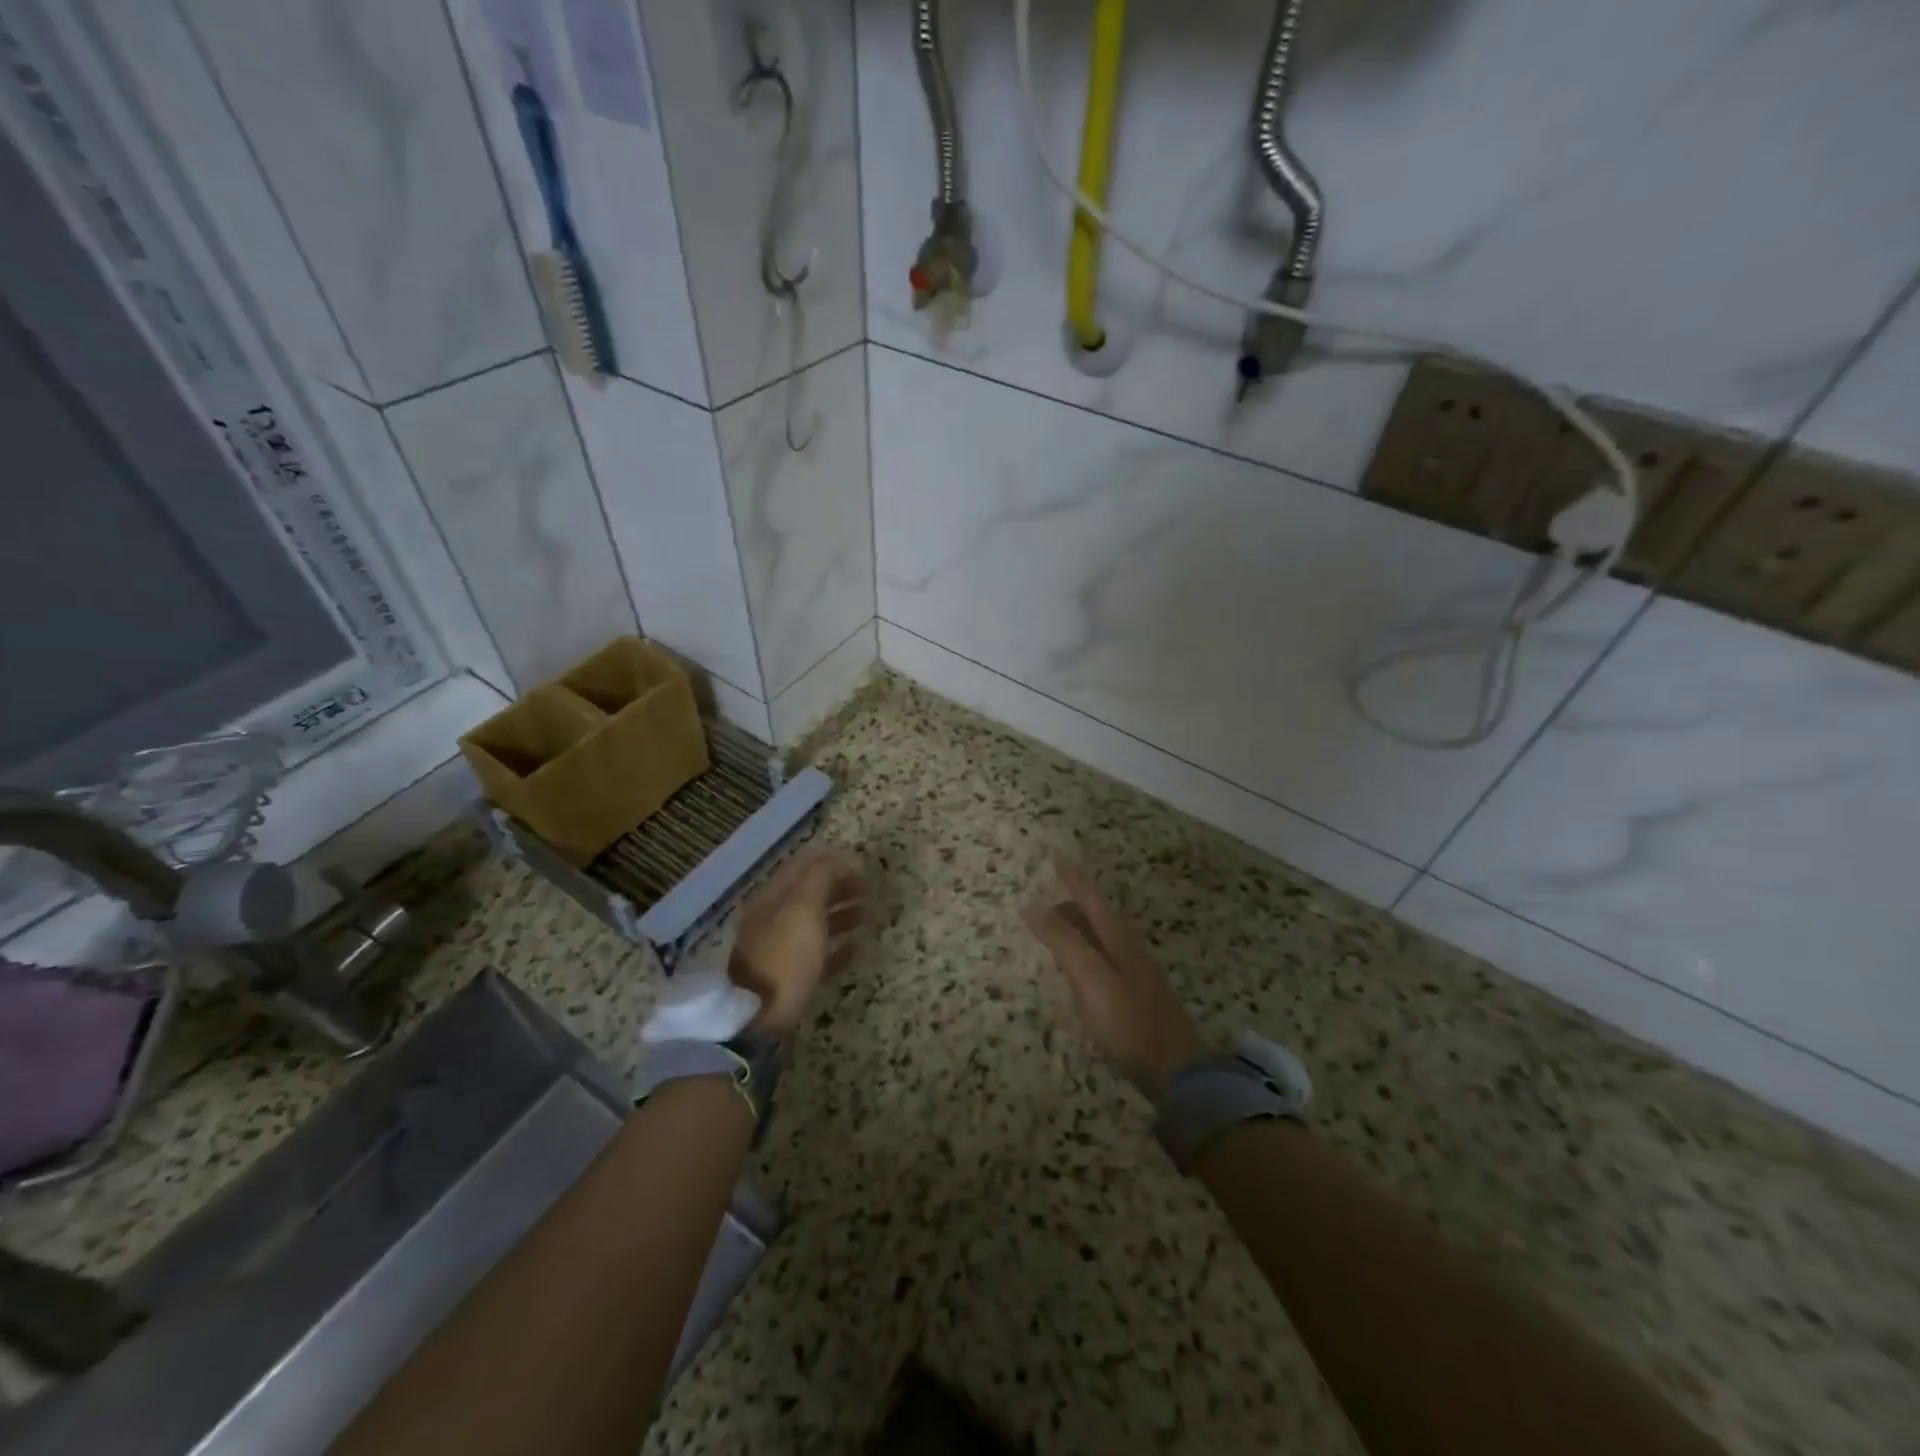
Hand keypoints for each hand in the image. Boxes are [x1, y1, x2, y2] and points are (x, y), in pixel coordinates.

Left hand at [730, 846, 865, 1037]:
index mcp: (772, 899)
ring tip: (869, 915)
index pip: (802, 867)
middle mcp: (773, 919)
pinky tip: (857, 948)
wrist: (755, 1021)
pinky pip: (818, 955)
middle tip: (870, 889)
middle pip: (810, 894)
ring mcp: (779, 950)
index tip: (860, 863)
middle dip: (839, 887)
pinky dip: (838, 947)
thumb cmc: (783, 959)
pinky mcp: (788, 979)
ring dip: (843, 914)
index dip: (830, 861)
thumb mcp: (803, 910)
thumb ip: (819, 879)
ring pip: (815, 923)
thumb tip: (834, 856)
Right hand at [1024, 861, 1205, 1101]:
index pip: (1091, 897)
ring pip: (1103, 938)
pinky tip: (1080, 974)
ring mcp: (1137, 973)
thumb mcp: (1090, 978)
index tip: (1055, 856)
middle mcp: (1130, 948)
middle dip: (1073, 904)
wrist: (1177, 1071)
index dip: (1072, 877)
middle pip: (1098, 915)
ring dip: (1080, 929)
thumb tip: (1033, 906)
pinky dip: (1087, 954)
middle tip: (1045, 904)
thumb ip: (1063, 941)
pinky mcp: (1137, 997)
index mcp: (1118, 938)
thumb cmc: (1128, 1021)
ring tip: (1057, 934)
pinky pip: (1106, 960)